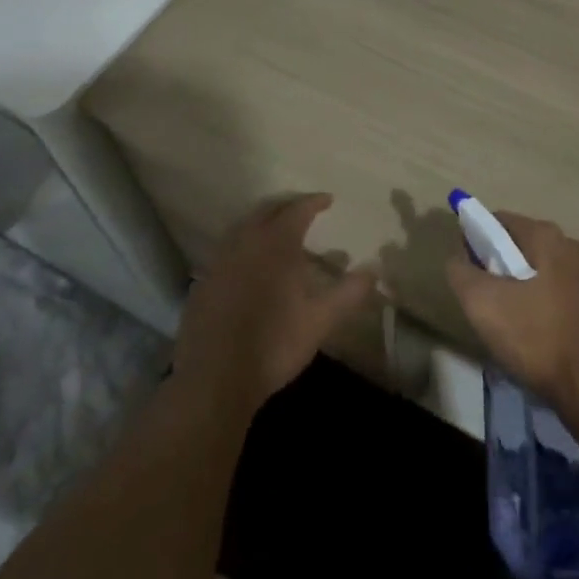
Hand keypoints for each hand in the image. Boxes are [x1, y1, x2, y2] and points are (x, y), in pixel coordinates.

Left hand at [173, 194, 376, 414]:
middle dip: (287, 205)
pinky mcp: (203, 281)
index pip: (297, 209)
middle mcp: (246, 242)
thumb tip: (374, 269)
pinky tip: (249, 262)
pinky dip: (243, 244)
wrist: (215, 378)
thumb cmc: (274, 344)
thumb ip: (349, 292)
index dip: (314, 201)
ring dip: (262, 221)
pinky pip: (227, 248)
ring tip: (277, 230)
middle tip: (303, 209)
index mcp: (276, 243)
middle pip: (267, 210)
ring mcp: (220, 260)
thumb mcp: (321, 320)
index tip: (328, 200)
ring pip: (243, 226)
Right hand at [445, 211, 578, 417]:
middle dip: (494, 267)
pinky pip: (549, 291)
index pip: (498, 221)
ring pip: (532, 270)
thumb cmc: (536, 337)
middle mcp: (568, 245)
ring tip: (502, 322)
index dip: (474, 239)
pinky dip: (533, 304)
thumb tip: (457, 258)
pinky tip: (527, 334)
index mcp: (545, 235)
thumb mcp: (483, 303)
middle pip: (516, 245)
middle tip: (480, 300)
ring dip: (513, 288)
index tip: (465, 271)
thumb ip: (461, 273)